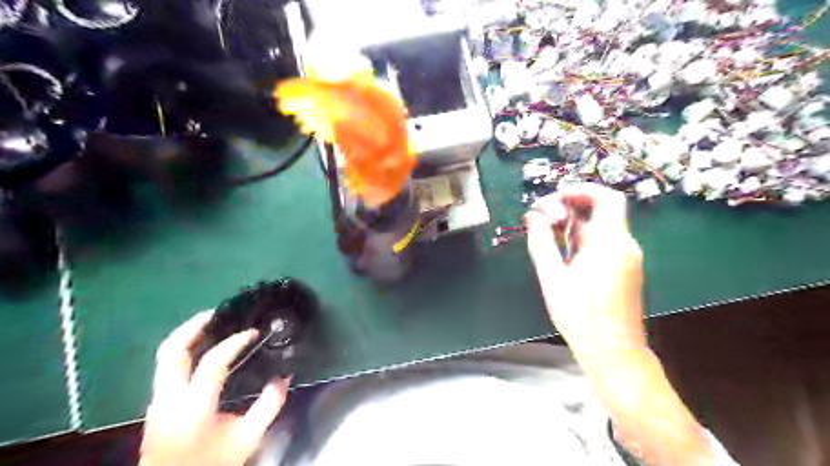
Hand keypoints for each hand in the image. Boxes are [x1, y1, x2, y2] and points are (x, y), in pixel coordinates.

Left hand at [138, 311, 288, 465]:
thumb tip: (284, 376)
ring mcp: (157, 401)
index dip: (234, 343)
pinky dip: (185, 350)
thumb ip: (269, 405)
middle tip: (217, 312)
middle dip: (193, 327)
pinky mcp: (157, 404)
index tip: (253, 333)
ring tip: (210, 323)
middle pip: (171, 352)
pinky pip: (167, 367)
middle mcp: (169, 400)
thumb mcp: (248, 438)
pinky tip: (203, 348)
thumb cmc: (212, 463)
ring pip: (164, 357)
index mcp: (194, 409)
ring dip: (186, 335)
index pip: (212, 363)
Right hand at [525, 183, 648, 358]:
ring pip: (603, 227)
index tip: (555, 197)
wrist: (613, 352)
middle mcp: (625, 245)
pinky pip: (605, 242)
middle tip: (545, 214)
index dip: (582, 190)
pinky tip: (563, 249)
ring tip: (548, 231)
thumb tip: (532, 217)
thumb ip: (541, 243)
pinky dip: (584, 237)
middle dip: (573, 206)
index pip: (606, 198)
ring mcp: (627, 258)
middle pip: (603, 211)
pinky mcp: (625, 270)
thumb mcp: (553, 278)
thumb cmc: (581, 316)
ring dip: (576, 223)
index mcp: (610, 243)